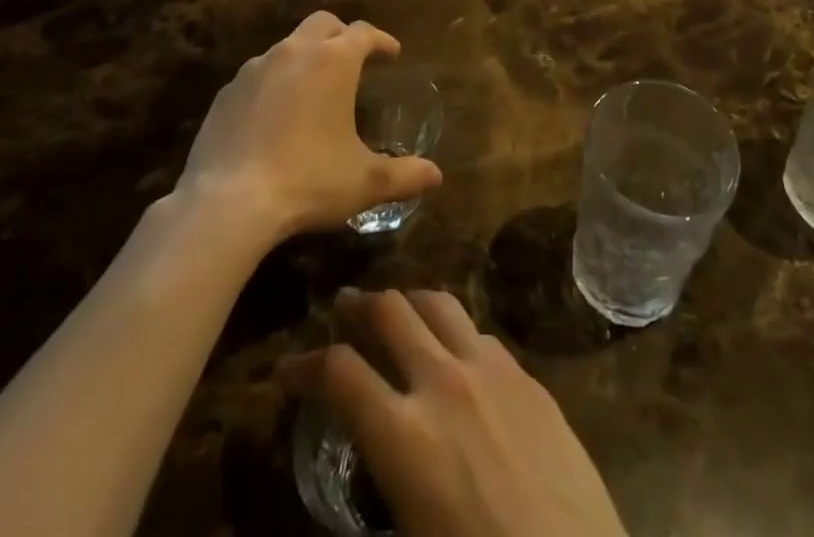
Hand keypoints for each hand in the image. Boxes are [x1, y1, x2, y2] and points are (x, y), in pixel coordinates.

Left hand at [175, 12, 441, 240]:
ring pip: (287, 46)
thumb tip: (436, 176)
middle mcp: (294, 52)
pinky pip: (258, 75)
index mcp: (333, 61)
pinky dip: (274, 83)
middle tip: (354, 59)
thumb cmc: (307, 181)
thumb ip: (403, 175)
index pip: (364, 33)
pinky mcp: (226, 93)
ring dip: (306, 57)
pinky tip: (275, 116)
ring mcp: (254, 69)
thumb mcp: (363, 181)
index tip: (392, 53)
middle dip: (343, 34)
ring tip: (315, 89)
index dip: (381, 40)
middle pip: (323, 23)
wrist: (227, 204)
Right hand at [282, 289, 626, 536]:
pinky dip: (454, 330)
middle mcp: (444, 382)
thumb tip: (365, 450)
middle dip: (359, 305)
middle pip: (391, 311)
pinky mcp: (527, 374)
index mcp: (405, 436)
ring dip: (409, 301)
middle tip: (343, 306)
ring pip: (439, 303)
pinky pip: (480, 331)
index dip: (304, 365)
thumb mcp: (411, 532)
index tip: (287, 368)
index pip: (339, 374)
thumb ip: (382, 478)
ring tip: (396, 308)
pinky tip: (455, 349)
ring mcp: (491, 369)